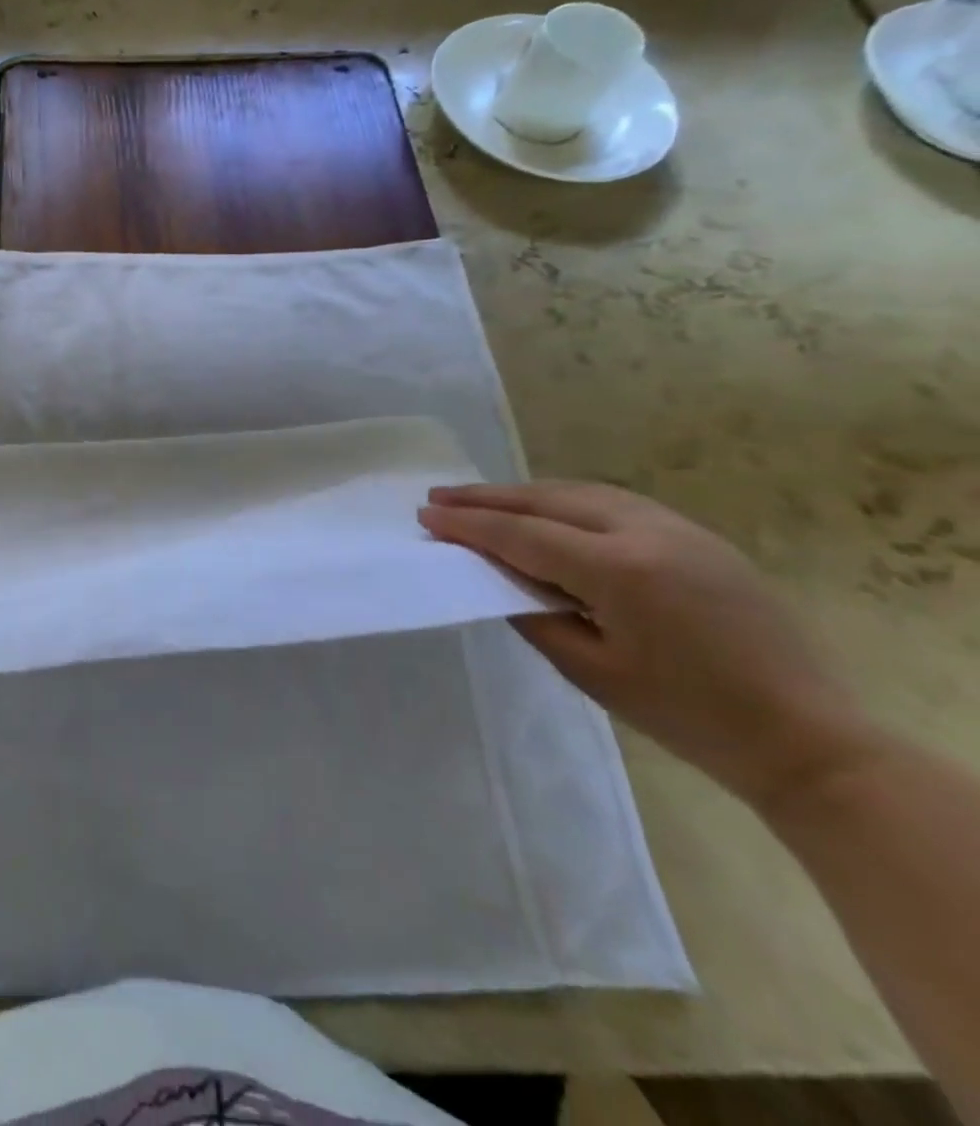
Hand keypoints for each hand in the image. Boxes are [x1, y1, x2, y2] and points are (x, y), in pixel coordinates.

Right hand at [421, 482, 877, 811]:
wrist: (807, 738)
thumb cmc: (687, 715)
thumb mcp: (589, 670)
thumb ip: (533, 612)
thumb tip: (495, 574)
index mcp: (622, 570)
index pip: (523, 534)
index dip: (469, 525)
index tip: (425, 515)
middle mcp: (649, 533)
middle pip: (549, 500)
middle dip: (488, 497)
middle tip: (439, 496)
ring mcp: (680, 529)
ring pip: (582, 493)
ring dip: (525, 494)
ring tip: (481, 499)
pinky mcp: (698, 538)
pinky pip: (614, 503)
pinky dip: (566, 500)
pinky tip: (545, 510)